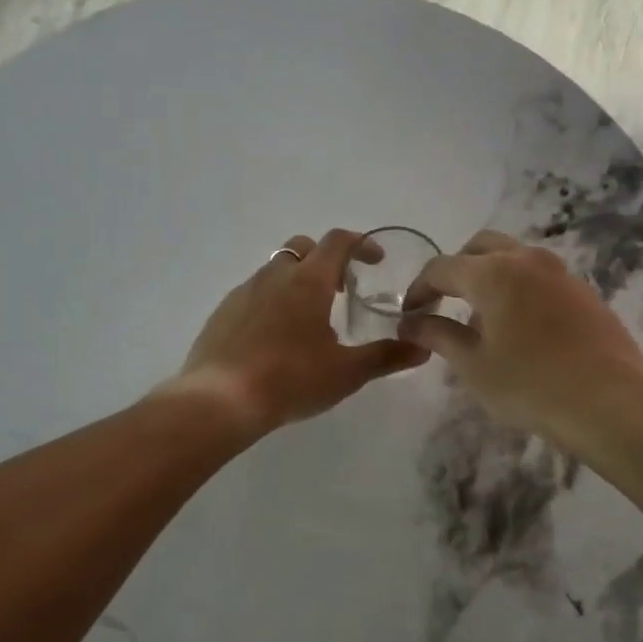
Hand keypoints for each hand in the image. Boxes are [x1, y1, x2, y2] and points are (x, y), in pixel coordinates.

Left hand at [165, 229, 428, 435]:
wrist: (220, 400)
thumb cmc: (290, 380)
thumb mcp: (345, 373)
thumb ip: (385, 357)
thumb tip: (422, 348)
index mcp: (308, 281)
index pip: (338, 241)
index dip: (361, 244)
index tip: (376, 261)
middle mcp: (274, 275)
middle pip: (303, 247)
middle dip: (326, 259)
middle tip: (341, 290)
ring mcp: (244, 292)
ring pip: (276, 269)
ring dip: (297, 281)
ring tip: (309, 319)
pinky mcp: (223, 312)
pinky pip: (253, 293)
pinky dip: (272, 301)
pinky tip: (275, 337)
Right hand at [399, 231, 642, 447]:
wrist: (611, 402)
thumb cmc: (530, 385)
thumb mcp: (473, 365)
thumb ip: (438, 335)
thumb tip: (410, 322)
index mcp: (493, 272)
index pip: (441, 268)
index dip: (419, 289)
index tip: (410, 316)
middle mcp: (526, 260)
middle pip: (479, 247)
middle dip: (455, 270)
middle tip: (444, 304)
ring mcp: (560, 273)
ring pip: (513, 257)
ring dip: (488, 276)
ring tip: (481, 319)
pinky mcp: (583, 292)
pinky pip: (538, 277)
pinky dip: (517, 288)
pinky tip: (519, 328)